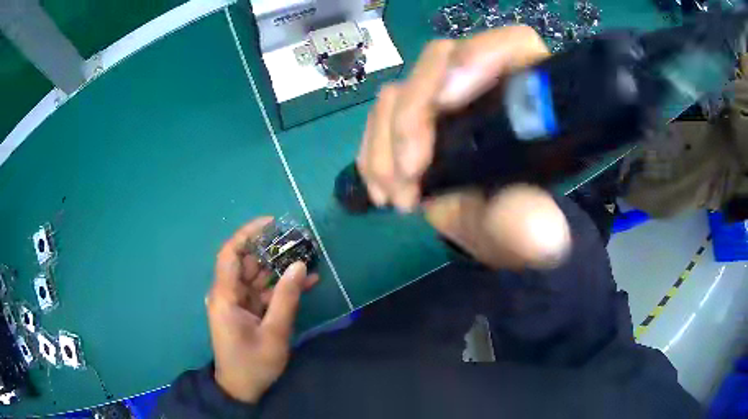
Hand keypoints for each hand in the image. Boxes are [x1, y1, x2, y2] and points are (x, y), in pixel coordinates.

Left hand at [207, 217, 318, 402]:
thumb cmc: (253, 363)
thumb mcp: (274, 333)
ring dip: (280, 269)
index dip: (248, 233)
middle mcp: (228, 294)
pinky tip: (306, 281)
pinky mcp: (246, 311)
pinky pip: (263, 293)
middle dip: (271, 250)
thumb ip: (286, 298)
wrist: (241, 388)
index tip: (272, 223)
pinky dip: (281, 288)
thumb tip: (299, 265)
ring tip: (308, 258)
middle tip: (299, 241)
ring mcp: (237, 303)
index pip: (230, 254)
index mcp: (225, 296)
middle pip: (246, 262)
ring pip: (257, 277)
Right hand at [357, 26, 570, 268]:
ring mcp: (447, 95)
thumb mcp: (525, 227)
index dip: (479, 56)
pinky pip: (380, 115)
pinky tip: (381, 189)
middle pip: (440, 61)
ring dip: (386, 143)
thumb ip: (532, 224)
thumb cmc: (517, 220)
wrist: (490, 231)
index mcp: (529, 95)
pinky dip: (372, 152)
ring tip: (396, 196)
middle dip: (413, 116)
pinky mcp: (418, 114)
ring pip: (401, 89)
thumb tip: (534, 224)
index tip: (447, 103)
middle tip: (409, 172)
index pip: (512, 45)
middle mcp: (487, 82)